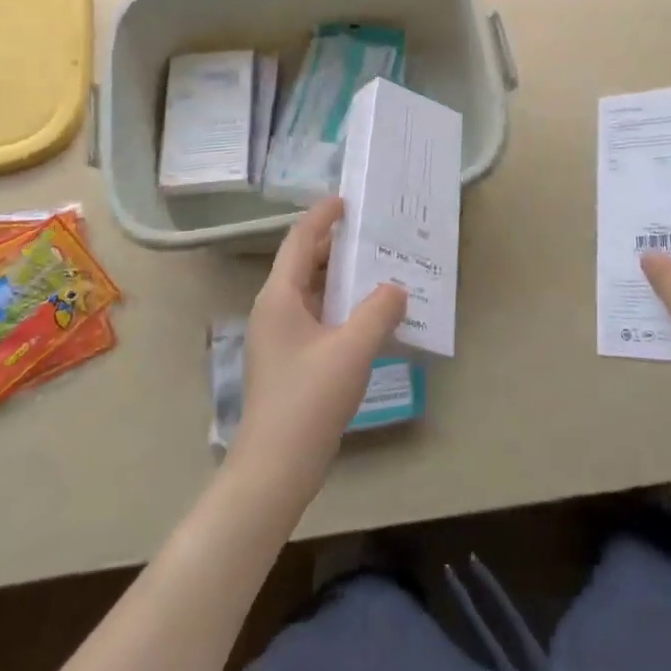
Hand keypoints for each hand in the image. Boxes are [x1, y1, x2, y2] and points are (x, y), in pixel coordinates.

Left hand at [236, 198, 407, 493]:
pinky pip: (316, 316)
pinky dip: (340, 306)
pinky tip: (368, 316)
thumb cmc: (309, 400)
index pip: (300, 240)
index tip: (347, 200)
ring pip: (311, 291)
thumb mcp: (352, 350)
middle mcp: (274, 309)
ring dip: (341, 278)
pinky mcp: (288, 360)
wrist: (274, 470)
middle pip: (304, 263)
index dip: (322, 216)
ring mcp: (278, 337)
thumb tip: (396, 288)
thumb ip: (379, 311)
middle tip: (373, 233)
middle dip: (337, 246)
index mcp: (279, 296)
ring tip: (377, 269)